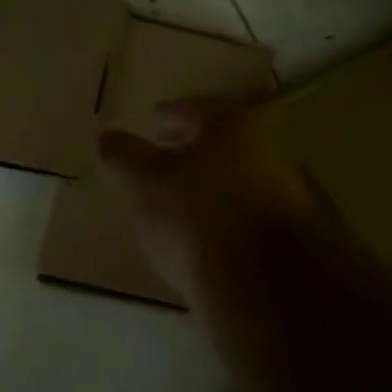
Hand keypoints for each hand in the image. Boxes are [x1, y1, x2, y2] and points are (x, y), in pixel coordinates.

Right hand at [98, 96, 322, 299]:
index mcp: (231, 127)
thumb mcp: (144, 182)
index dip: (173, 111)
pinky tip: (199, 232)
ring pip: (233, 177)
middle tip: (162, 152)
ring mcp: (281, 195)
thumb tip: (106, 138)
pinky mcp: (285, 237)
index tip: (155, 119)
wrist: (260, 284)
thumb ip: (123, 156)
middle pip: (221, 142)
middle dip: (191, 146)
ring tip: (175, 196)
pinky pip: (242, 212)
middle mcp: (264, 151)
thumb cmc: (194, 214)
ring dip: (206, 182)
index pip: (198, 107)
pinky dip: (220, 213)